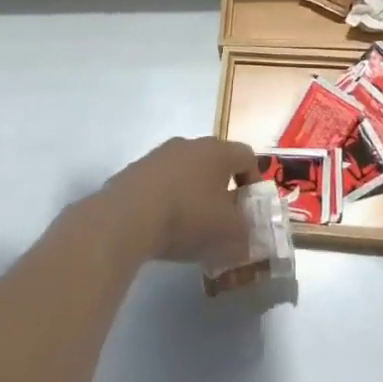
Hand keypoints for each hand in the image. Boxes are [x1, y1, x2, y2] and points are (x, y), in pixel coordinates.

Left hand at [100, 137, 257, 264]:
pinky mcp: (136, 169)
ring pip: (186, 171)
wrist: (128, 216)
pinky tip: (163, 225)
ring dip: (193, 193)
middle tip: (223, 217)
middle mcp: (190, 144)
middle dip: (222, 188)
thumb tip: (245, 237)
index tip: (250, 208)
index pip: (247, 156)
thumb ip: (246, 234)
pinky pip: (162, 182)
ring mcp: (160, 154)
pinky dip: (168, 199)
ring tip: (191, 225)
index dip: (254, 181)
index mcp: (218, 151)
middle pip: (215, 162)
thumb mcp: (229, 234)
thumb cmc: (189, 217)